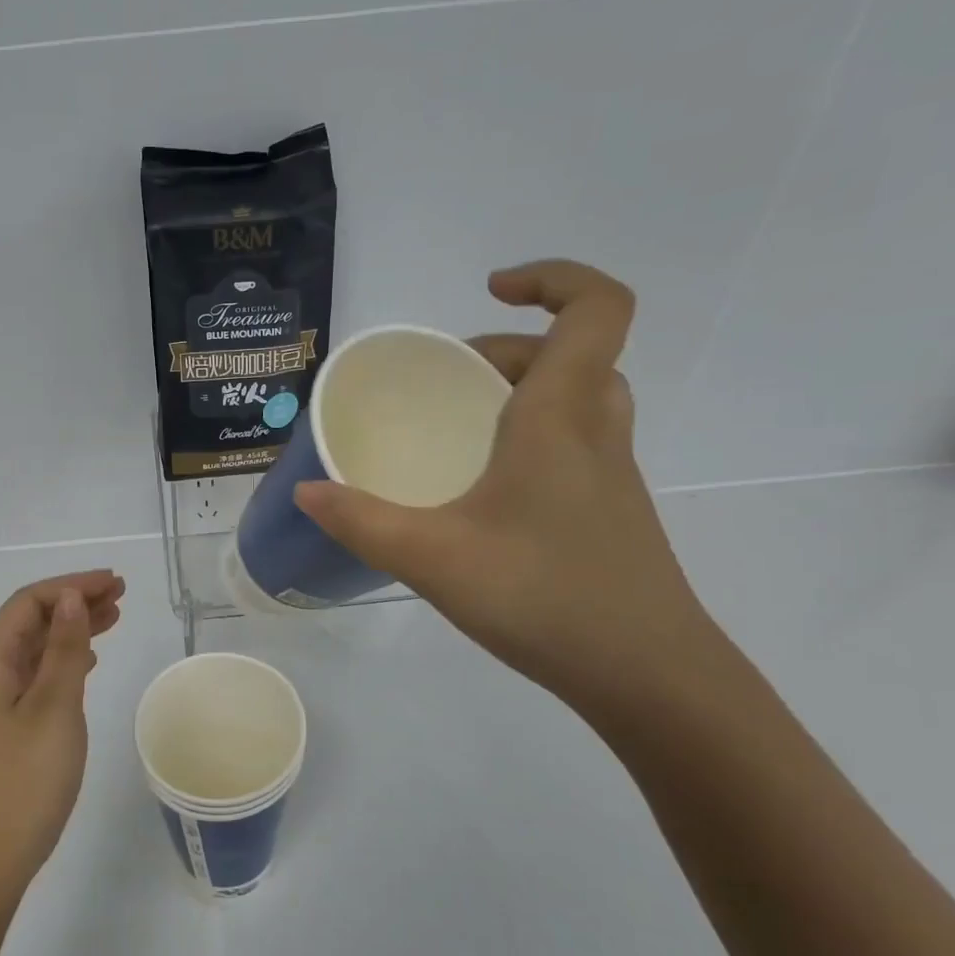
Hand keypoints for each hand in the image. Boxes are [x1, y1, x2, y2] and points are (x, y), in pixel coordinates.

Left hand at [0, 571, 125, 882]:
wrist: (1, 846)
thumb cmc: (29, 774)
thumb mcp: (55, 705)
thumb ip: (66, 649)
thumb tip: (73, 598)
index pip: (29, 603)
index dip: (71, 586)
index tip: (112, 584)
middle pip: (35, 620)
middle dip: (76, 600)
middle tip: (121, 593)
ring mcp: (4, 697)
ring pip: (42, 645)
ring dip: (76, 626)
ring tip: (116, 615)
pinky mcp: (18, 719)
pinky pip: (44, 671)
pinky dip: (70, 657)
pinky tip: (92, 657)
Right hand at [294, 260, 711, 706]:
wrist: (648, 676)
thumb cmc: (544, 597)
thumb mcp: (433, 557)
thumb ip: (362, 522)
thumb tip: (306, 491)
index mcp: (561, 418)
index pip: (594, 308)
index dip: (553, 279)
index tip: (491, 291)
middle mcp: (596, 433)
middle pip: (574, 354)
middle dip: (510, 348)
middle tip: (450, 379)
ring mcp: (612, 476)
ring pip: (581, 400)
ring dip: (527, 392)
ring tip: (465, 426)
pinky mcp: (610, 515)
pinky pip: (576, 446)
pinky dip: (534, 440)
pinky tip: (486, 494)